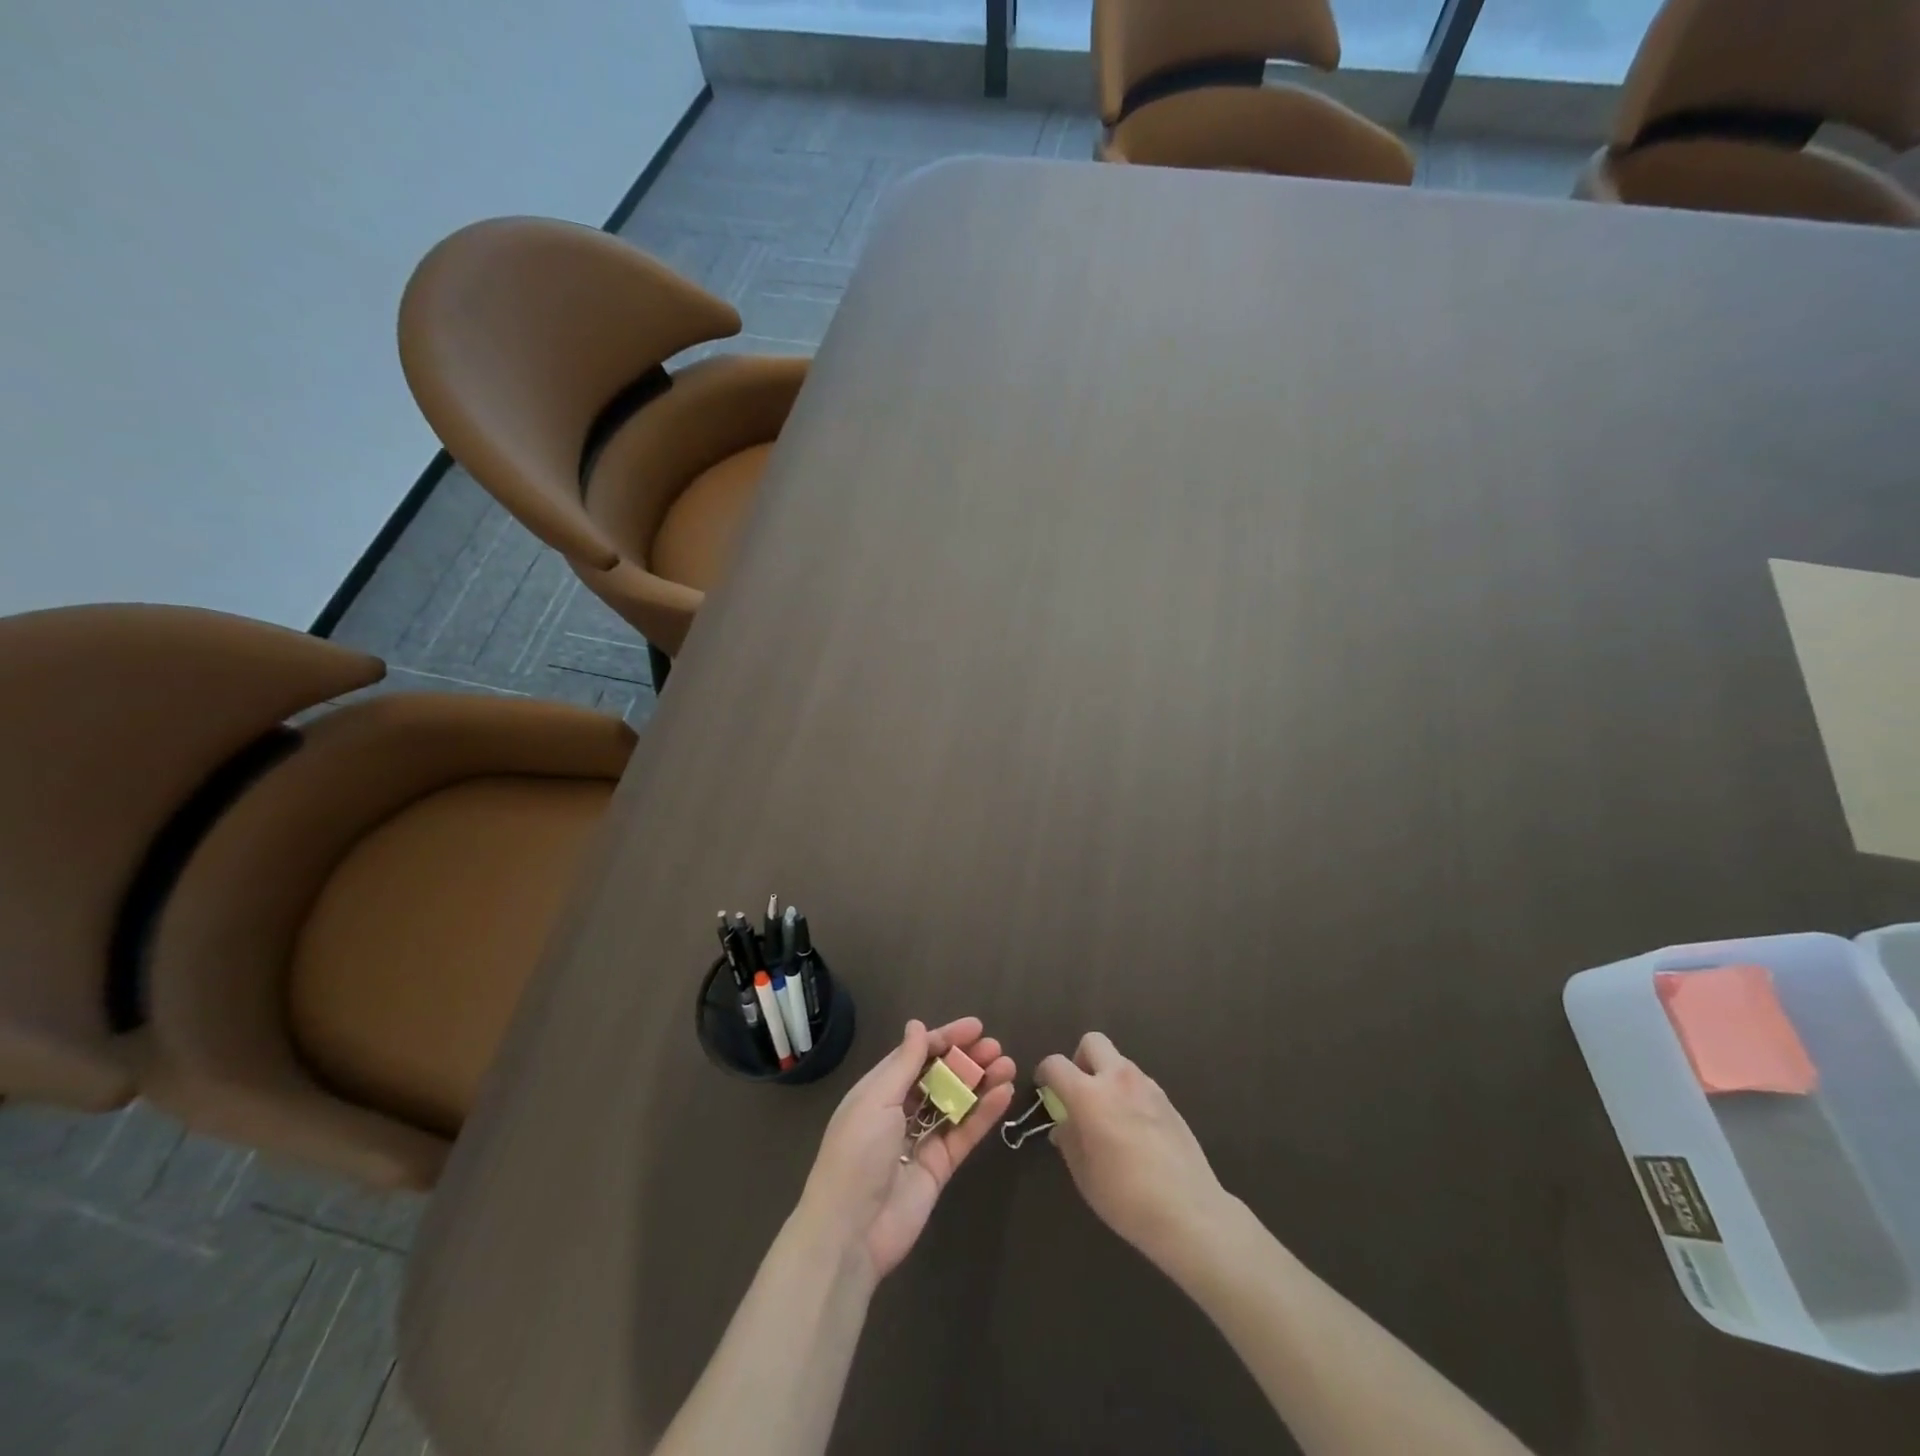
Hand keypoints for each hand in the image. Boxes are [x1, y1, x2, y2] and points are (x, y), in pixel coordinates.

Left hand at [799, 1017, 1015, 1279]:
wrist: (851, 1231)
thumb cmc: (857, 1153)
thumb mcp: (877, 1099)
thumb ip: (903, 1063)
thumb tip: (917, 1025)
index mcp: (879, 1090)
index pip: (916, 1055)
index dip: (945, 1039)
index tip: (975, 1027)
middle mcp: (901, 1110)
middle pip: (939, 1076)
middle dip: (966, 1059)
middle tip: (996, 1047)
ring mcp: (922, 1139)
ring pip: (956, 1102)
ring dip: (980, 1082)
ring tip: (1008, 1065)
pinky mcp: (940, 1167)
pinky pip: (965, 1133)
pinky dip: (984, 1113)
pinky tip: (1004, 1094)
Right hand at [1037, 1033, 1229, 1267]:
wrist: (1189, 1211)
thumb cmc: (1126, 1197)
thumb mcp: (1084, 1174)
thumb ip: (1069, 1139)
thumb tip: (1064, 1124)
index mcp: (1090, 1095)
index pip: (1056, 1064)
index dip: (1045, 1073)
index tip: (1045, 1090)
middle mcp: (1118, 1079)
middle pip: (1092, 1042)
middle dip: (1080, 1059)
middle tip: (1080, 1092)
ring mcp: (1147, 1086)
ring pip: (1119, 1061)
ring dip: (1107, 1076)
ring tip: (1110, 1116)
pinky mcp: (1168, 1099)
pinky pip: (1139, 1082)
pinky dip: (1128, 1093)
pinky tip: (1134, 1128)